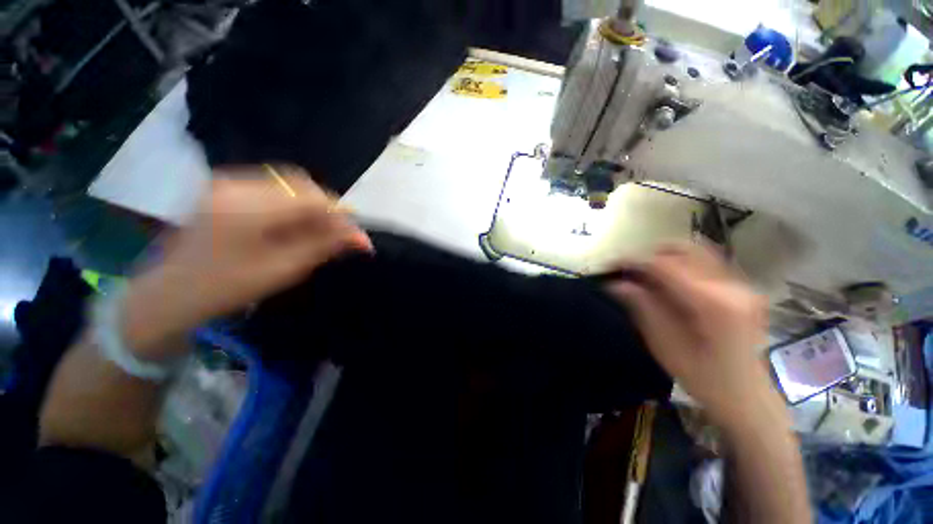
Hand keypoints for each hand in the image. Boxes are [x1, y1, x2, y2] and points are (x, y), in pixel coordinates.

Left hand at [123, 166, 371, 359]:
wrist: (169, 292)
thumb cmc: (226, 287)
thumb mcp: (283, 270)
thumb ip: (325, 247)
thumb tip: (361, 238)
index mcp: (248, 208)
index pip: (312, 198)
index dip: (341, 216)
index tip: (357, 238)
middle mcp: (236, 183)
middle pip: (302, 184)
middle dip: (327, 209)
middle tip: (337, 236)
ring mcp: (226, 180)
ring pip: (289, 183)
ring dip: (311, 206)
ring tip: (316, 232)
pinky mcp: (224, 185)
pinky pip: (272, 187)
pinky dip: (292, 204)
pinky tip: (292, 224)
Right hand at [605, 243, 785, 431]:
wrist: (748, 398)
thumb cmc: (704, 379)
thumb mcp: (665, 345)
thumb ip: (642, 307)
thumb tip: (615, 283)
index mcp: (713, 304)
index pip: (664, 265)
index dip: (633, 261)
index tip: (609, 266)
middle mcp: (732, 286)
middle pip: (683, 249)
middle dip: (649, 254)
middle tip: (628, 270)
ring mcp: (742, 285)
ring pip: (696, 251)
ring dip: (664, 258)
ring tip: (645, 274)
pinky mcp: (743, 289)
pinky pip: (706, 263)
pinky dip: (680, 265)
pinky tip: (667, 283)